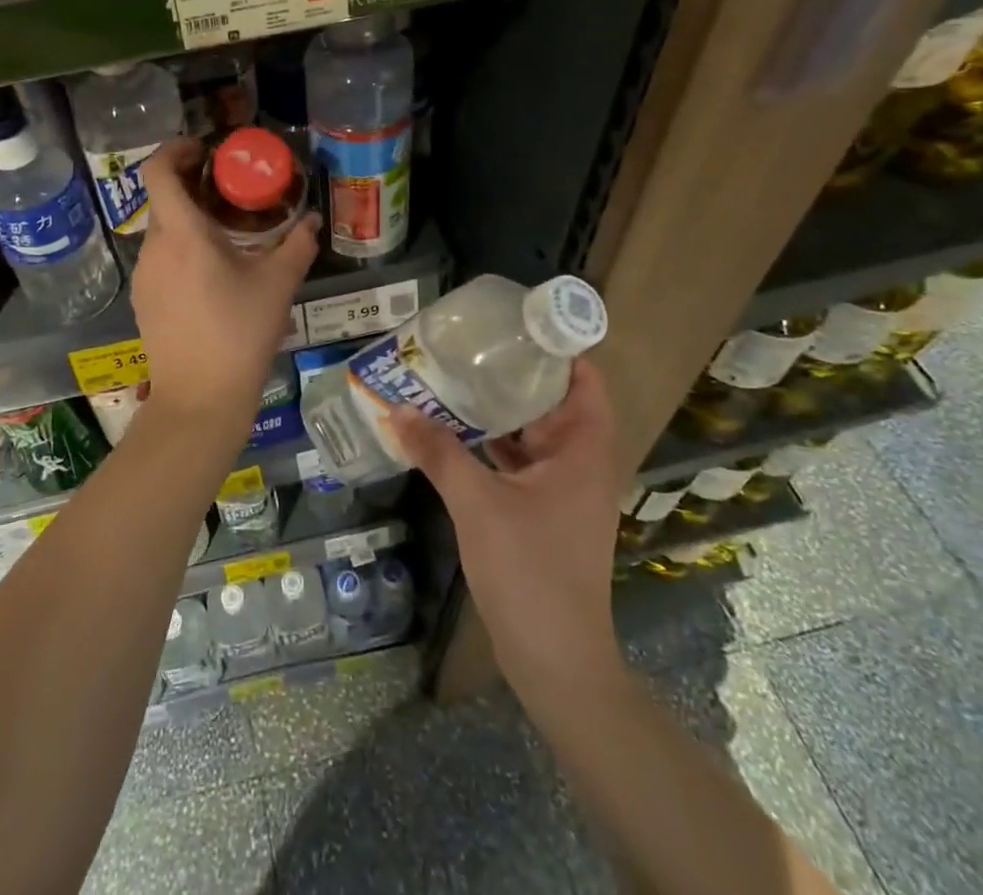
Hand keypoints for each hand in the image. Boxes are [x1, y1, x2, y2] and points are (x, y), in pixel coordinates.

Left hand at [133, 137, 318, 427]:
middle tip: (227, 187)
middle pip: (162, 199)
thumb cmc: (240, 333)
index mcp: (182, 234)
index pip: (157, 171)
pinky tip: (209, 271)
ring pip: (161, 230)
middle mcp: (154, 248)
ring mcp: (144, 276)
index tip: (203, 149)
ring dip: (187, 219)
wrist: (200, 398)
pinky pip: (159, 258)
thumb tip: (312, 222)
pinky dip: (180, 248)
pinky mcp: (143, 300)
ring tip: (224, 231)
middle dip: (191, 184)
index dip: (174, 149)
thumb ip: (297, 246)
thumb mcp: (277, 285)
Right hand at [390, 359, 626, 707]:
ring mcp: (562, 489)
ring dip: (496, 410)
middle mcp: (580, 462)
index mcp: (584, 450)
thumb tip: (398, 408)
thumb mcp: (478, 503)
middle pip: (551, 401)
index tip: (513, 323)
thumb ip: (439, 451)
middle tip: (466, 344)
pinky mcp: (543, 511)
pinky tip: (451, 431)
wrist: (555, 659)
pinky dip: (491, 444)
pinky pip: (518, 461)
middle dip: (511, 373)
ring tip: (452, 378)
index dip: (556, 347)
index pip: (583, 379)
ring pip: (531, 433)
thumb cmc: (530, 571)